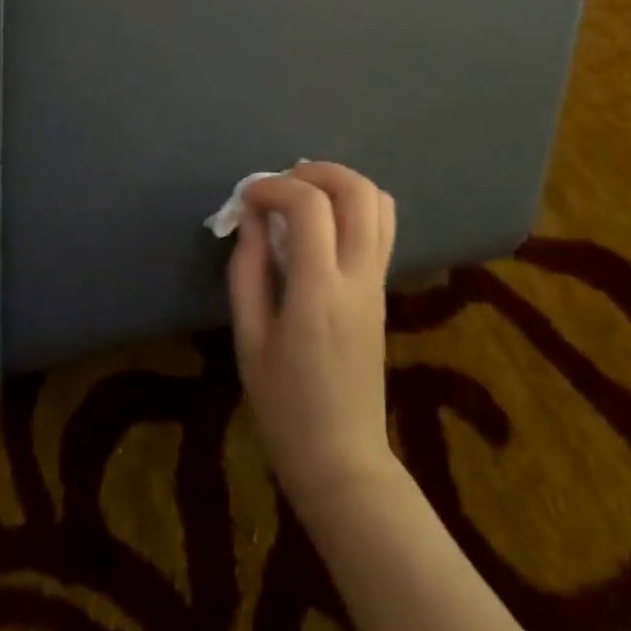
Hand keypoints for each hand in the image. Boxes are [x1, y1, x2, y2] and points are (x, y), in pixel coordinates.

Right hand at [229, 164, 399, 508]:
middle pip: (357, 190)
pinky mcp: (383, 287)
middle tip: (280, 185)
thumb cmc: (285, 408)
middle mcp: (358, 276)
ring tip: (302, 195)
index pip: (309, 207)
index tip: (247, 199)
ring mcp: (378, 280)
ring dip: (340, 182)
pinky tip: (323, 222)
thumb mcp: (249, 341)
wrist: (342, 459)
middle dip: (316, 170)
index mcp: (319, 292)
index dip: (274, 187)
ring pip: (379, 201)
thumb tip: (251, 218)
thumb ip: (247, 271)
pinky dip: (355, 203)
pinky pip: (382, 225)